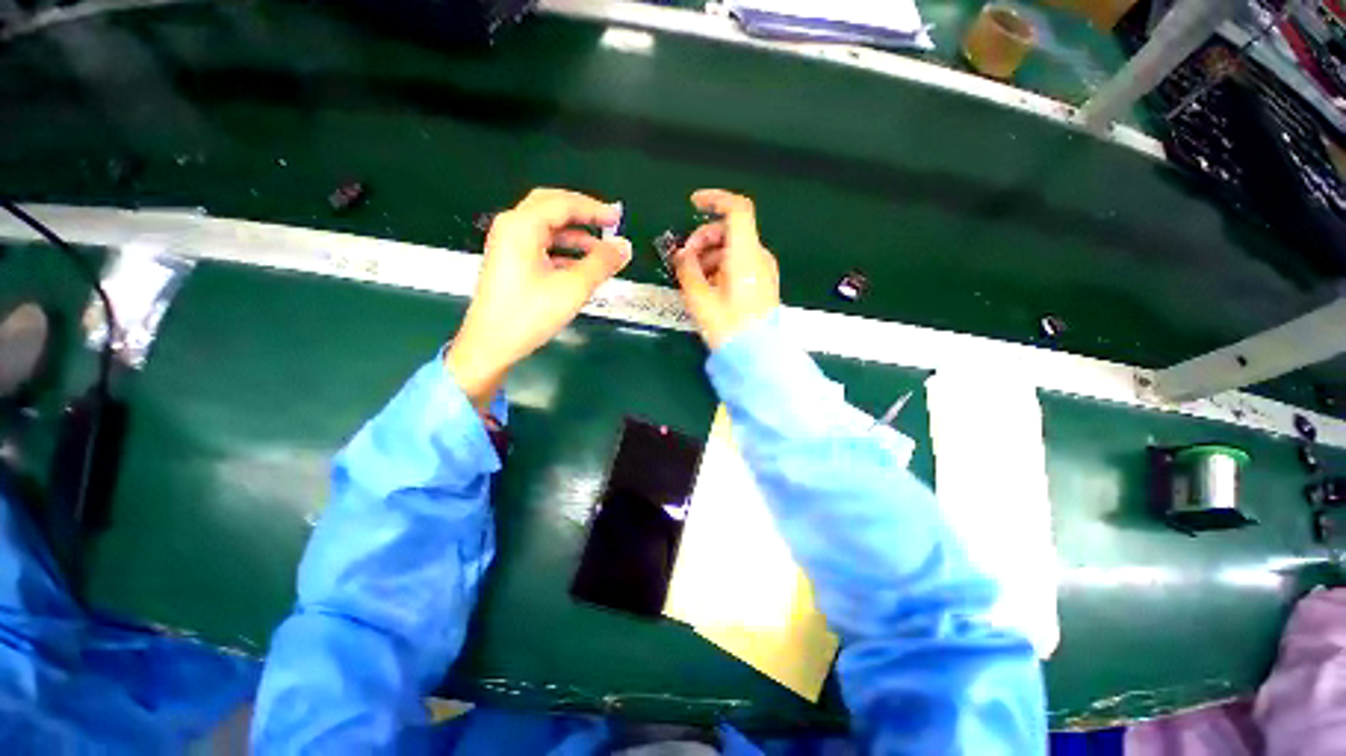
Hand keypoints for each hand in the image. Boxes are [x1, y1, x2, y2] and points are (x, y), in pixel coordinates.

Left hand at [446, 188, 631, 409]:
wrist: (491, 345)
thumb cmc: (529, 314)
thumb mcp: (573, 288)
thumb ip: (601, 264)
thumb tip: (625, 247)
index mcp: (522, 226)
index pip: (562, 203)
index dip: (593, 208)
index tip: (618, 219)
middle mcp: (511, 227)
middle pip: (551, 207)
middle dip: (582, 214)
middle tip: (609, 224)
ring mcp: (508, 245)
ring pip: (547, 228)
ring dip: (575, 235)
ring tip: (601, 251)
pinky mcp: (510, 263)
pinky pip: (541, 245)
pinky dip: (563, 250)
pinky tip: (581, 266)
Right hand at [672, 190, 779, 349]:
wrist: (755, 356)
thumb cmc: (728, 327)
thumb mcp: (700, 298)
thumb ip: (687, 269)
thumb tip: (682, 255)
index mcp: (746, 254)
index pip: (737, 209)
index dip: (715, 199)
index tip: (693, 203)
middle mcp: (759, 257)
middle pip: (730, 230)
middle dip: (703, 238)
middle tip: (684, 259)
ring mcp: (763, 270)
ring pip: (733, 248)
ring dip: (709, 255)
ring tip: (692, 278)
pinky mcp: (761, 283)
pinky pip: (739, 263)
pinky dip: (721, 266)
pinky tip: (707, 286)